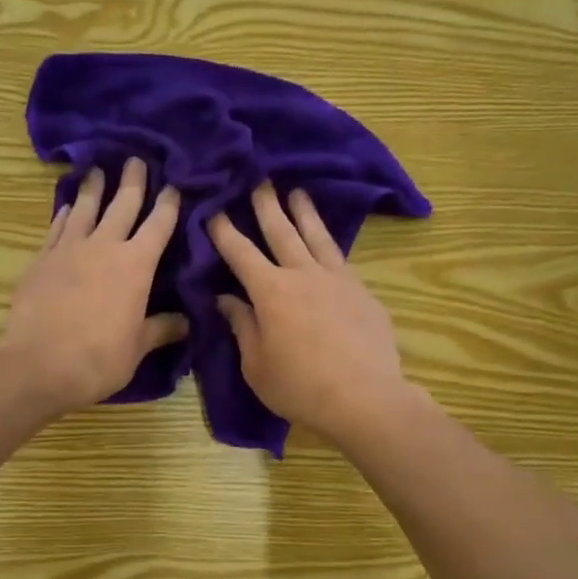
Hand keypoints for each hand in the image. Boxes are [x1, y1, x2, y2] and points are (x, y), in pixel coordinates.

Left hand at [0, 158, 187, 415]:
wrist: (37, 364)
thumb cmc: (98, 359)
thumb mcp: (137, 348)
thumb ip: (161, 329)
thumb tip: (186, 322)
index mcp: (136, 266)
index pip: (159, 225)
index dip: (168, 203)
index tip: (174, 185)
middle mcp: (104, 247)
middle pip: (122, 205)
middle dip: (132, 181)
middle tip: (135, 159)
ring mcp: (69, 249)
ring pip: (85, 208)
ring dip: (94, 187)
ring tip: (97, 169)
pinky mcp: (41, 259)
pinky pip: (57, 227)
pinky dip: (65, 213)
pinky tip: (67, 207)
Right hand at [208, 183, 408, 443]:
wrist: (364, 397)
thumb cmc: (299, 386)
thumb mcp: (256, 364)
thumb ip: (242, 326)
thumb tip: (227, 299)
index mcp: (270, 291)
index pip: (240, 253)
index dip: (224, 231)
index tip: (213, 210)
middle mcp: (303, 274)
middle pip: (281, 232)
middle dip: (266, 206)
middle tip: (259, 181)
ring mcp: (337, 280)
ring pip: (317, 236)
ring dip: (304, 212)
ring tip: (297, 192)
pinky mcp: (362, 292)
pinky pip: (341, 258)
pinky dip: (329, 242)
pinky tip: (328, 239)